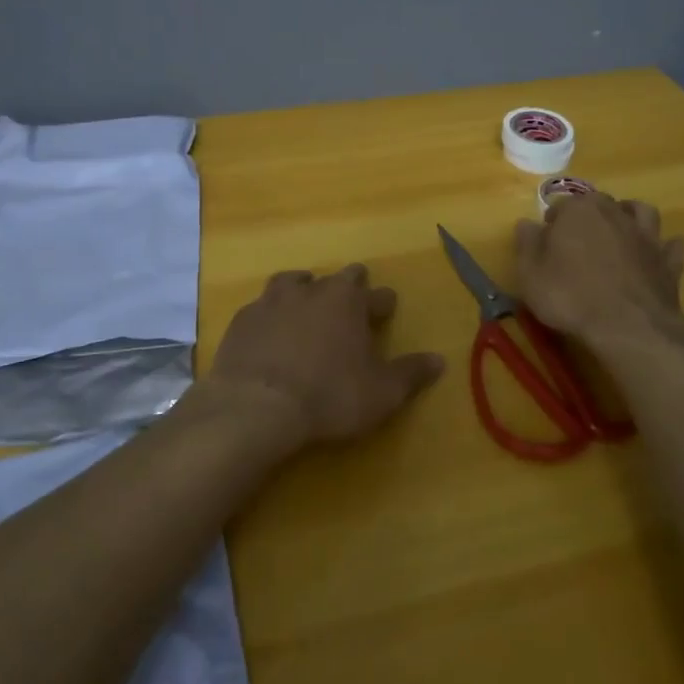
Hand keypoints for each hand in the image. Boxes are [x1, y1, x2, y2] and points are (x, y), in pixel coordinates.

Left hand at [208, 264, 445, 444]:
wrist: (256, 405)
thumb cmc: (329, 396)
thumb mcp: (381, 393)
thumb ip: (410, 374)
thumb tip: (440, 360)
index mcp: (349, 300)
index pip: (376, 294)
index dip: (383, 304)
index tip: (386, 312)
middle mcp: (312, 289)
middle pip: (336, 278)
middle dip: (347, 288)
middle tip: (350, 305)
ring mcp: (272, 300)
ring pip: (293, 282)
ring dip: (304, 290)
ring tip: (306, 305)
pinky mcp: (243, 319)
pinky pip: (261, 307)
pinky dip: (270, 315)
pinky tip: (270, 331)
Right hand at [514, 193, 683, 347]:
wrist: (628, 327)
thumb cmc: (570, 297)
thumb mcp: (530, 273)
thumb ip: (526, 243)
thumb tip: (526, 223)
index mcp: (578, 211)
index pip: (561, 205)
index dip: (551, 223)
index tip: (545, 243)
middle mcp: (614, 213)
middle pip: (599, 203)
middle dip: (588, 215)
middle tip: (577, 240)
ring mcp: (646, 235)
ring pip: (640, 211)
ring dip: (630, 215)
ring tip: (619, 230)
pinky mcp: (668, 261)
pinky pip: (670, 246)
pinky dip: (664, 246)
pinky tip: (658, 253)